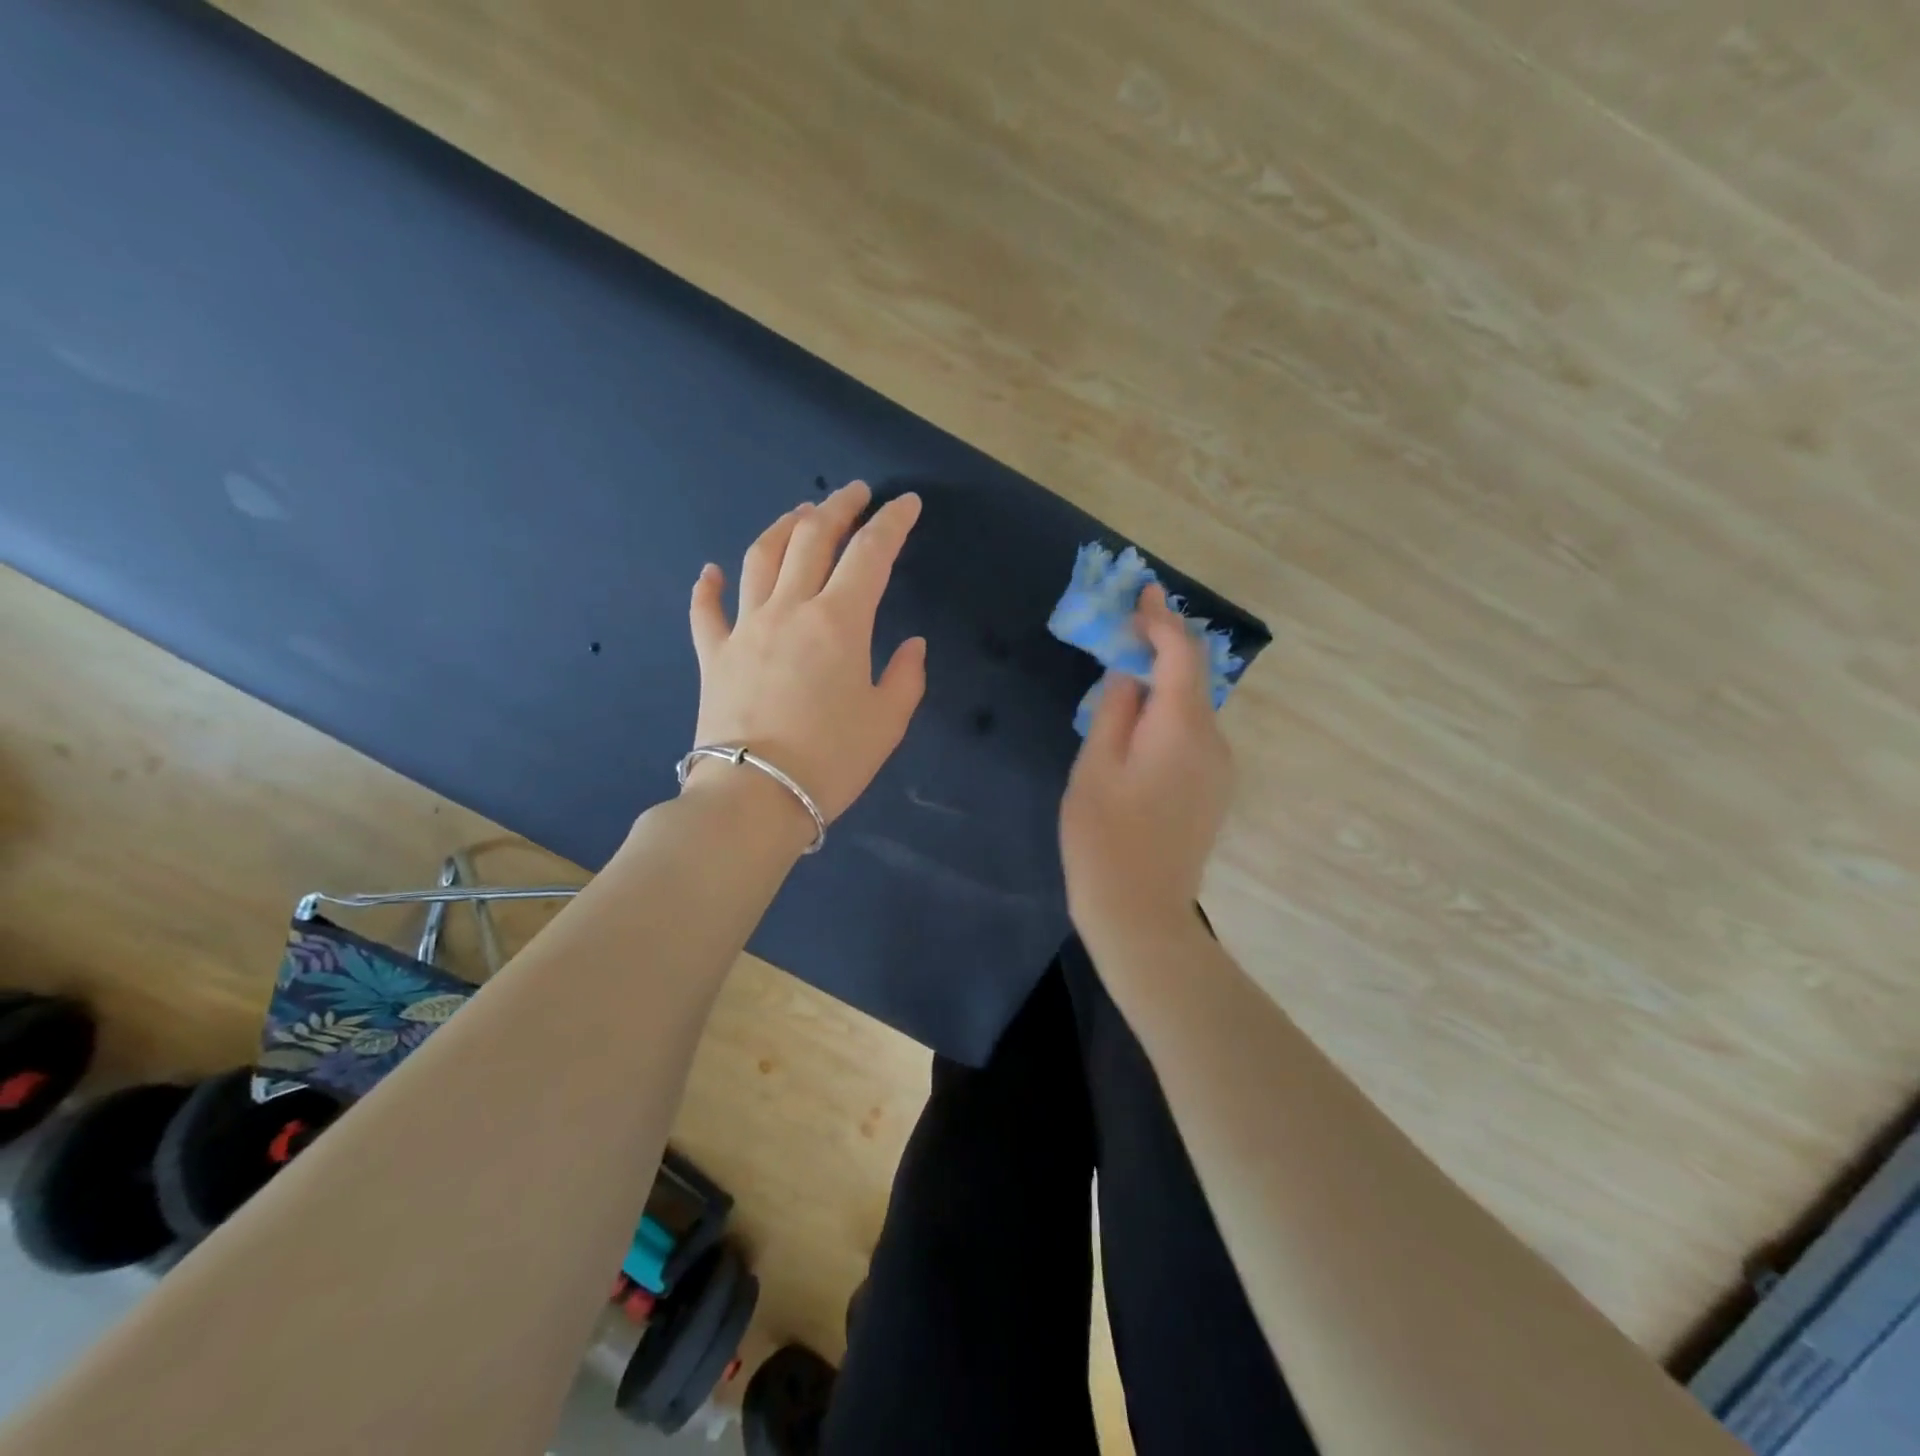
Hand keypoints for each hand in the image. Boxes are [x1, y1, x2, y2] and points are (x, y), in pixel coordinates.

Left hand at [686, 481, 926, 827]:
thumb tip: (912, 644)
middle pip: (812, 539)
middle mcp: (790, 609)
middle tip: (854, 494)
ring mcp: (745, 628)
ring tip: (799, 515)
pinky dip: (708, 587)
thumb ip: (906, 676)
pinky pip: (706, 611)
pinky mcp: (714, 655)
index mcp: (840, 621)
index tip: (907, 503)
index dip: (892, 522)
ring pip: (760, 558)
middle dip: (838, 508)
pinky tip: (711, 572)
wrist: (755, 797)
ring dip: (782, 528)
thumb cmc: (831, 760)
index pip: (871, 554)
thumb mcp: (887, 722)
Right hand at [1060, 583, 1233, 945]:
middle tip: (1126, 627)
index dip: (1162, 619)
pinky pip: (1193, 735)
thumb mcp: (1095, 767)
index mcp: (1181, 728)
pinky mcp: (1213, 790)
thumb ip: (1114, 711)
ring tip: (1123, 677)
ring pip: (1192, 708)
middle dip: (1162, 646)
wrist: (1141, 914)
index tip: (1143, 592)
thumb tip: (1128, 674)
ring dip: (1163, 683)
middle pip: (1192, 678)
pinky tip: (1139, 726)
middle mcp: (1213, 741)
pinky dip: (1169, 715)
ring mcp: (1219, 769)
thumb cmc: (1104, 838)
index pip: (1180, 655)